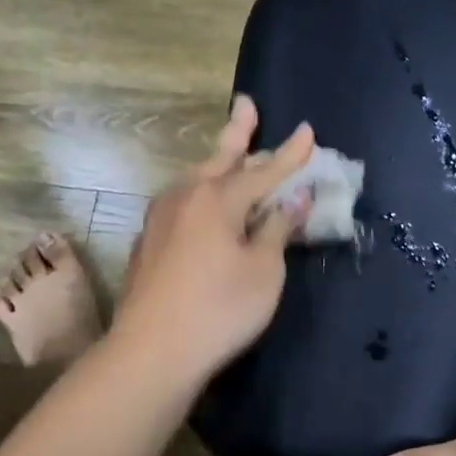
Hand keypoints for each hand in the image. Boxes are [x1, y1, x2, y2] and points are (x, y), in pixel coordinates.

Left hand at [113, 96, 314, 380]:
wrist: (152, 350)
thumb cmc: (220, 310)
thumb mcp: (264, 270)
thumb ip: (278, 229)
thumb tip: (295, 199)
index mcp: (218, 198)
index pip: (264, 170)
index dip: (290, 154)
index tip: (308, 131)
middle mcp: (185, 197)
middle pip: (220, 160)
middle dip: (238, 132)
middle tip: (246, 105)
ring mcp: (160, 218)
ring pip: (195, 180)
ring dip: (216, 164)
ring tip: (228, 153)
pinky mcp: (147, 242)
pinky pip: (182, 205)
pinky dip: (200, 195)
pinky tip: (201, 206)